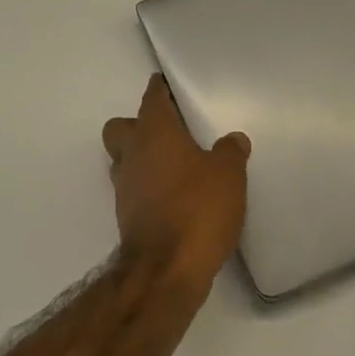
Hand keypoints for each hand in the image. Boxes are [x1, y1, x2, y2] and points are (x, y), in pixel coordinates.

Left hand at [102, 75, 249, 290]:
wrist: (166, 270)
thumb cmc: (197, 209)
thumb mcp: (228, 175)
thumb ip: (230, 152)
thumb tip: (233, 139)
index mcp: (154, 132)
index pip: (152, 97)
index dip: (160, 89)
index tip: (169, 85)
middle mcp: (132, 153)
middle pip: (122, 127)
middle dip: (139, 125)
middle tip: (170, 132)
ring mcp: (124, 186)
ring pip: (124, 159)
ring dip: (142, 158)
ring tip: (176, 166)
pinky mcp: (126, 216)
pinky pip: (133, 188)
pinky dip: (148, 187)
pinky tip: (173, 196)